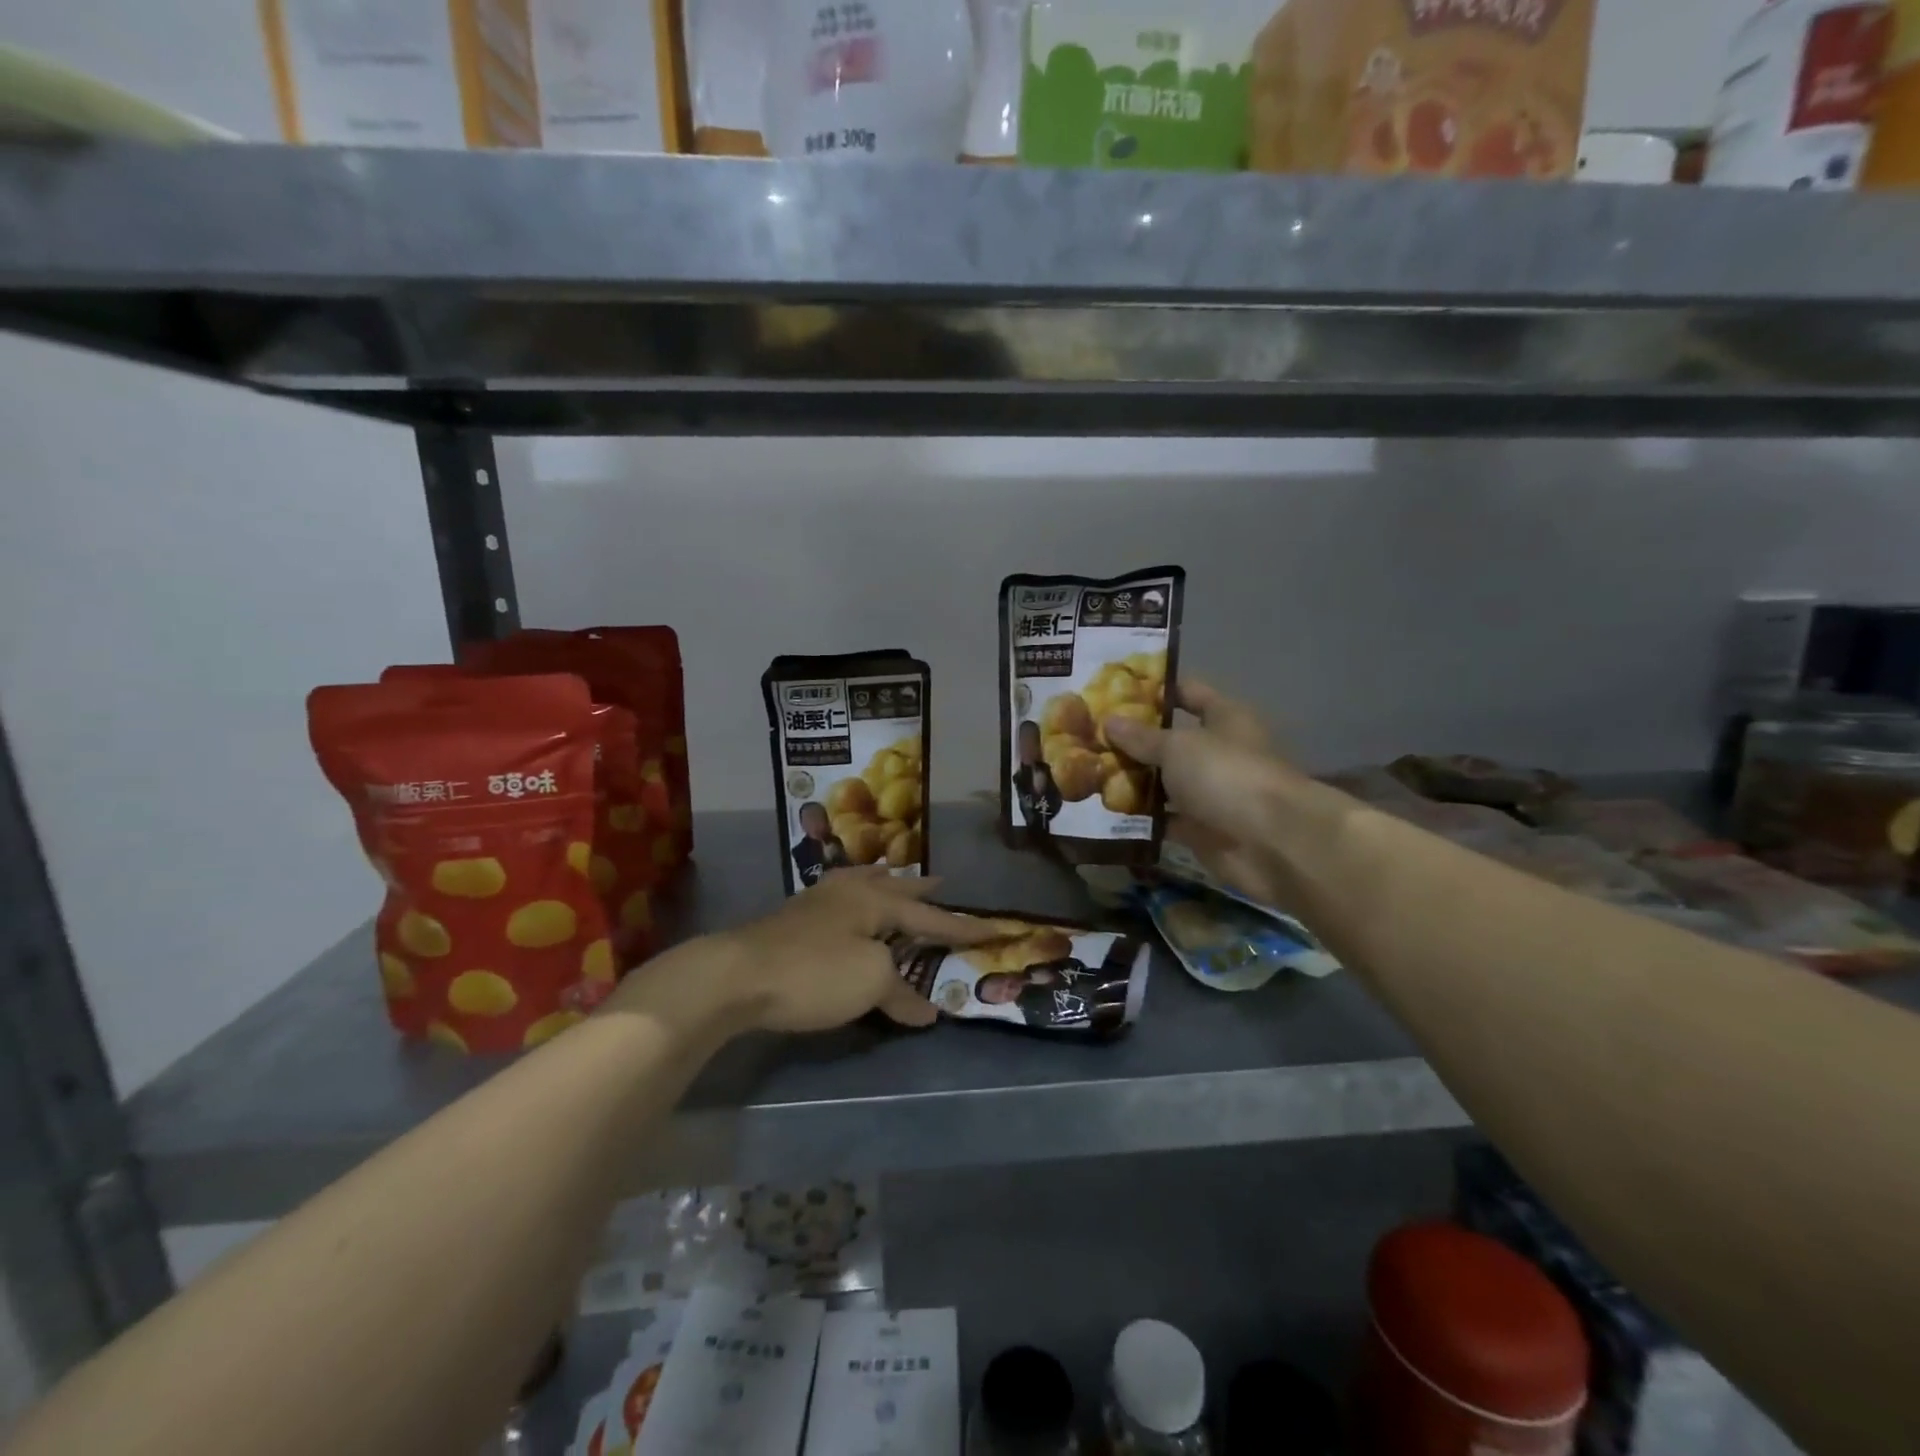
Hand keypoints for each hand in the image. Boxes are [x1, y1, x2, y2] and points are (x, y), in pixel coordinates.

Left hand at [646, 869, 998, 1034]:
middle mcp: (849, 892)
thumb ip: (901, 993)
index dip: (963, 928)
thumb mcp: (869, 983)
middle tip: (942, 882)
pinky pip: (839, 900)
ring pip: (861, 886)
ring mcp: (817, 903)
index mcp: (875, 901)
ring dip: (884, 885)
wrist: (737, 975)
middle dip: (920, 889)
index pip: (930, 916)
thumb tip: (928, 1012)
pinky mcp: (793, 920)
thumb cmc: (814, 971)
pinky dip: (855, 899)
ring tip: (893, 878)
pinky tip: (844, 908)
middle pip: (894, 888)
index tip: (994, 929)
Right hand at [1102, 677, 1310, 910]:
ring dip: (1131, 781)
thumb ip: (1141, 737)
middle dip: (1131, 740)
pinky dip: (1139, 818)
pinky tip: (1102, 812)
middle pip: (1169, 740)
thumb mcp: (1178, 747)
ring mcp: (1210, 793)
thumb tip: (1109, 721)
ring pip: (1163, 782)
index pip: (1188, 692)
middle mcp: (1218, 752)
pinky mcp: (1201, 830)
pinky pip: (1163, 819)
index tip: (1114, 689)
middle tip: (1086, 735)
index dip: (1154, 689)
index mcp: (1224, 718)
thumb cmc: (1227, 775)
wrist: (1272, 843)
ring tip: (1085, 772)